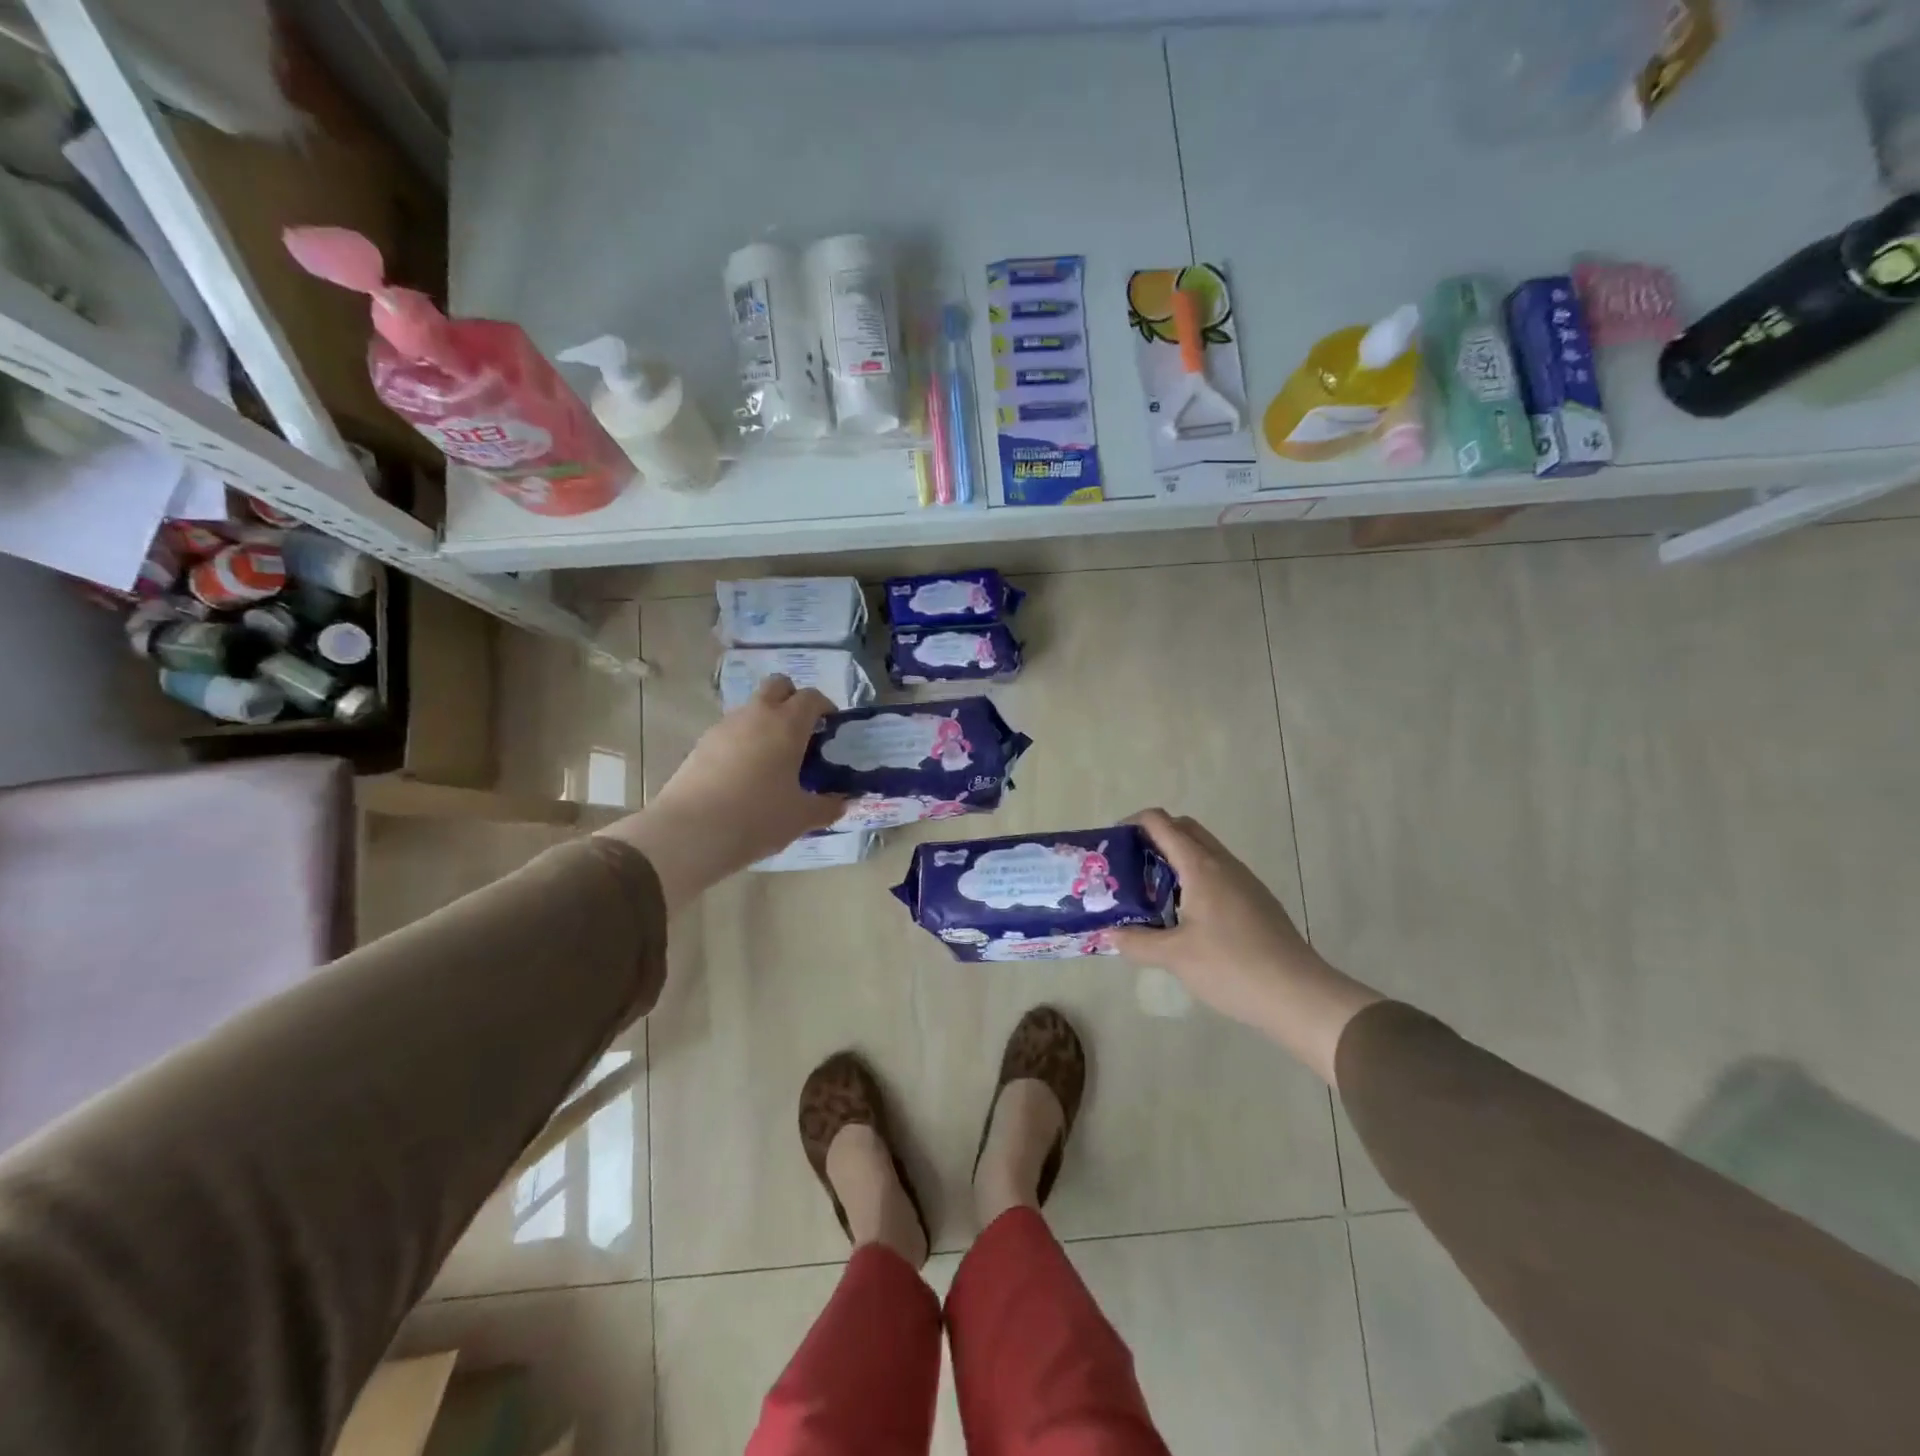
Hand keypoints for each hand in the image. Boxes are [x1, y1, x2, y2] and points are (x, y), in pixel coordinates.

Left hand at [601, 675, 842, 910]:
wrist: (690, 833)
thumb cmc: (757, 818)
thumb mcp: (802, 817)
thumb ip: (828, 806)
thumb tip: (844, 802)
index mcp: (787, 724)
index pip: (812, 697)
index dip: (825, 708)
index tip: (831, 729)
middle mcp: (756, 715)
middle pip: (778, 686)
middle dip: (793, 699)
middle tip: (802, 733)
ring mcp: (724, 727)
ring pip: (752, 708)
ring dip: (766, 722)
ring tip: (773, 761)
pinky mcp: (701, 744)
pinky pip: (731, 732)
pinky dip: (743, 742)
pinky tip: (745, 776)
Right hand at [1109, 809, 1380, 1084]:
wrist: (1299, 995)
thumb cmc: (1232, 968)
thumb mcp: (1175, 957)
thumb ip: (1138, 942)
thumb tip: (1110, 934)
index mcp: (1201, 867)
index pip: (1161, 823)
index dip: (1133, 823)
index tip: (1113, 843)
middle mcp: (1223, 864)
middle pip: (1185, 829)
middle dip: (1154, 837)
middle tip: (1129, 865)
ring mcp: (1244, 881)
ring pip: (1204, 852)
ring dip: (1175, 859)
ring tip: (1150, 892)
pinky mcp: (1256, 901)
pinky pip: (1217, 874)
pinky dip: (1194, 878)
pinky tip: (1184, 916)